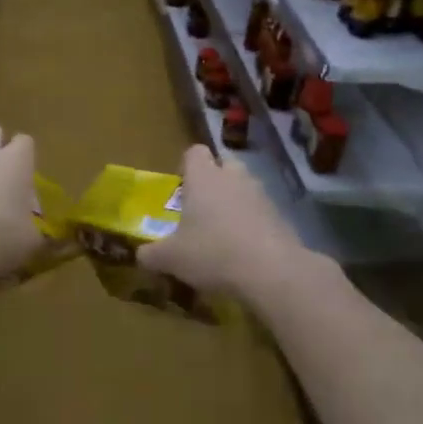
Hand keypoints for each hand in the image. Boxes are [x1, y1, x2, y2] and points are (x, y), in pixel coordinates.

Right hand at [138, 145, 304, 302]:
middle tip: (201, 208)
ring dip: (234, 203)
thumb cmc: (212, 253)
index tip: (180, 187)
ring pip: (244, 188)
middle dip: (213, 182)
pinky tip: (244, 251)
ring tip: (222, 234)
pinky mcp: (281, 216)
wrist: (271, 271)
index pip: (194, 152)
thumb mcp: (171, 259)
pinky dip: (252, 224)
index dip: (186, 166)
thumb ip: (152, 254)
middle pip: (224, 166)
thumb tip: (141, 255)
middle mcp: (233, 178)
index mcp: (204, 177)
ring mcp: (261, 195)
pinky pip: (261, 212)